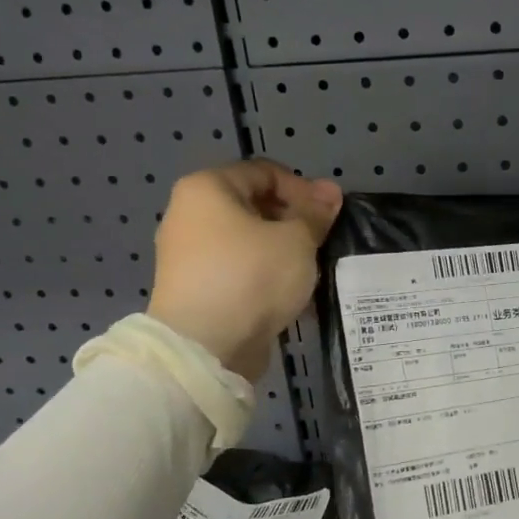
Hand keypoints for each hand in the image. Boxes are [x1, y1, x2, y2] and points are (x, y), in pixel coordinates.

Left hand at [147, 160, 341, 381]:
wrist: (206, 346)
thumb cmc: (252, 276)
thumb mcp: (297, 240)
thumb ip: (315, 213)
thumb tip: (330, 192)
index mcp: (207, 188)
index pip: (265, 172)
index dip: (303, 189)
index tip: (328, 216)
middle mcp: (189, 215)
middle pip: (254, 206)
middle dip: (293, 222)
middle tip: (322, 243)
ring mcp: (188, 255)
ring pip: (248, 242)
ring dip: (282, 251)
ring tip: (310, 271)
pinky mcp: (195, 290)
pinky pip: (238, 271)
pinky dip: (264, 276)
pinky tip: (289, 294)